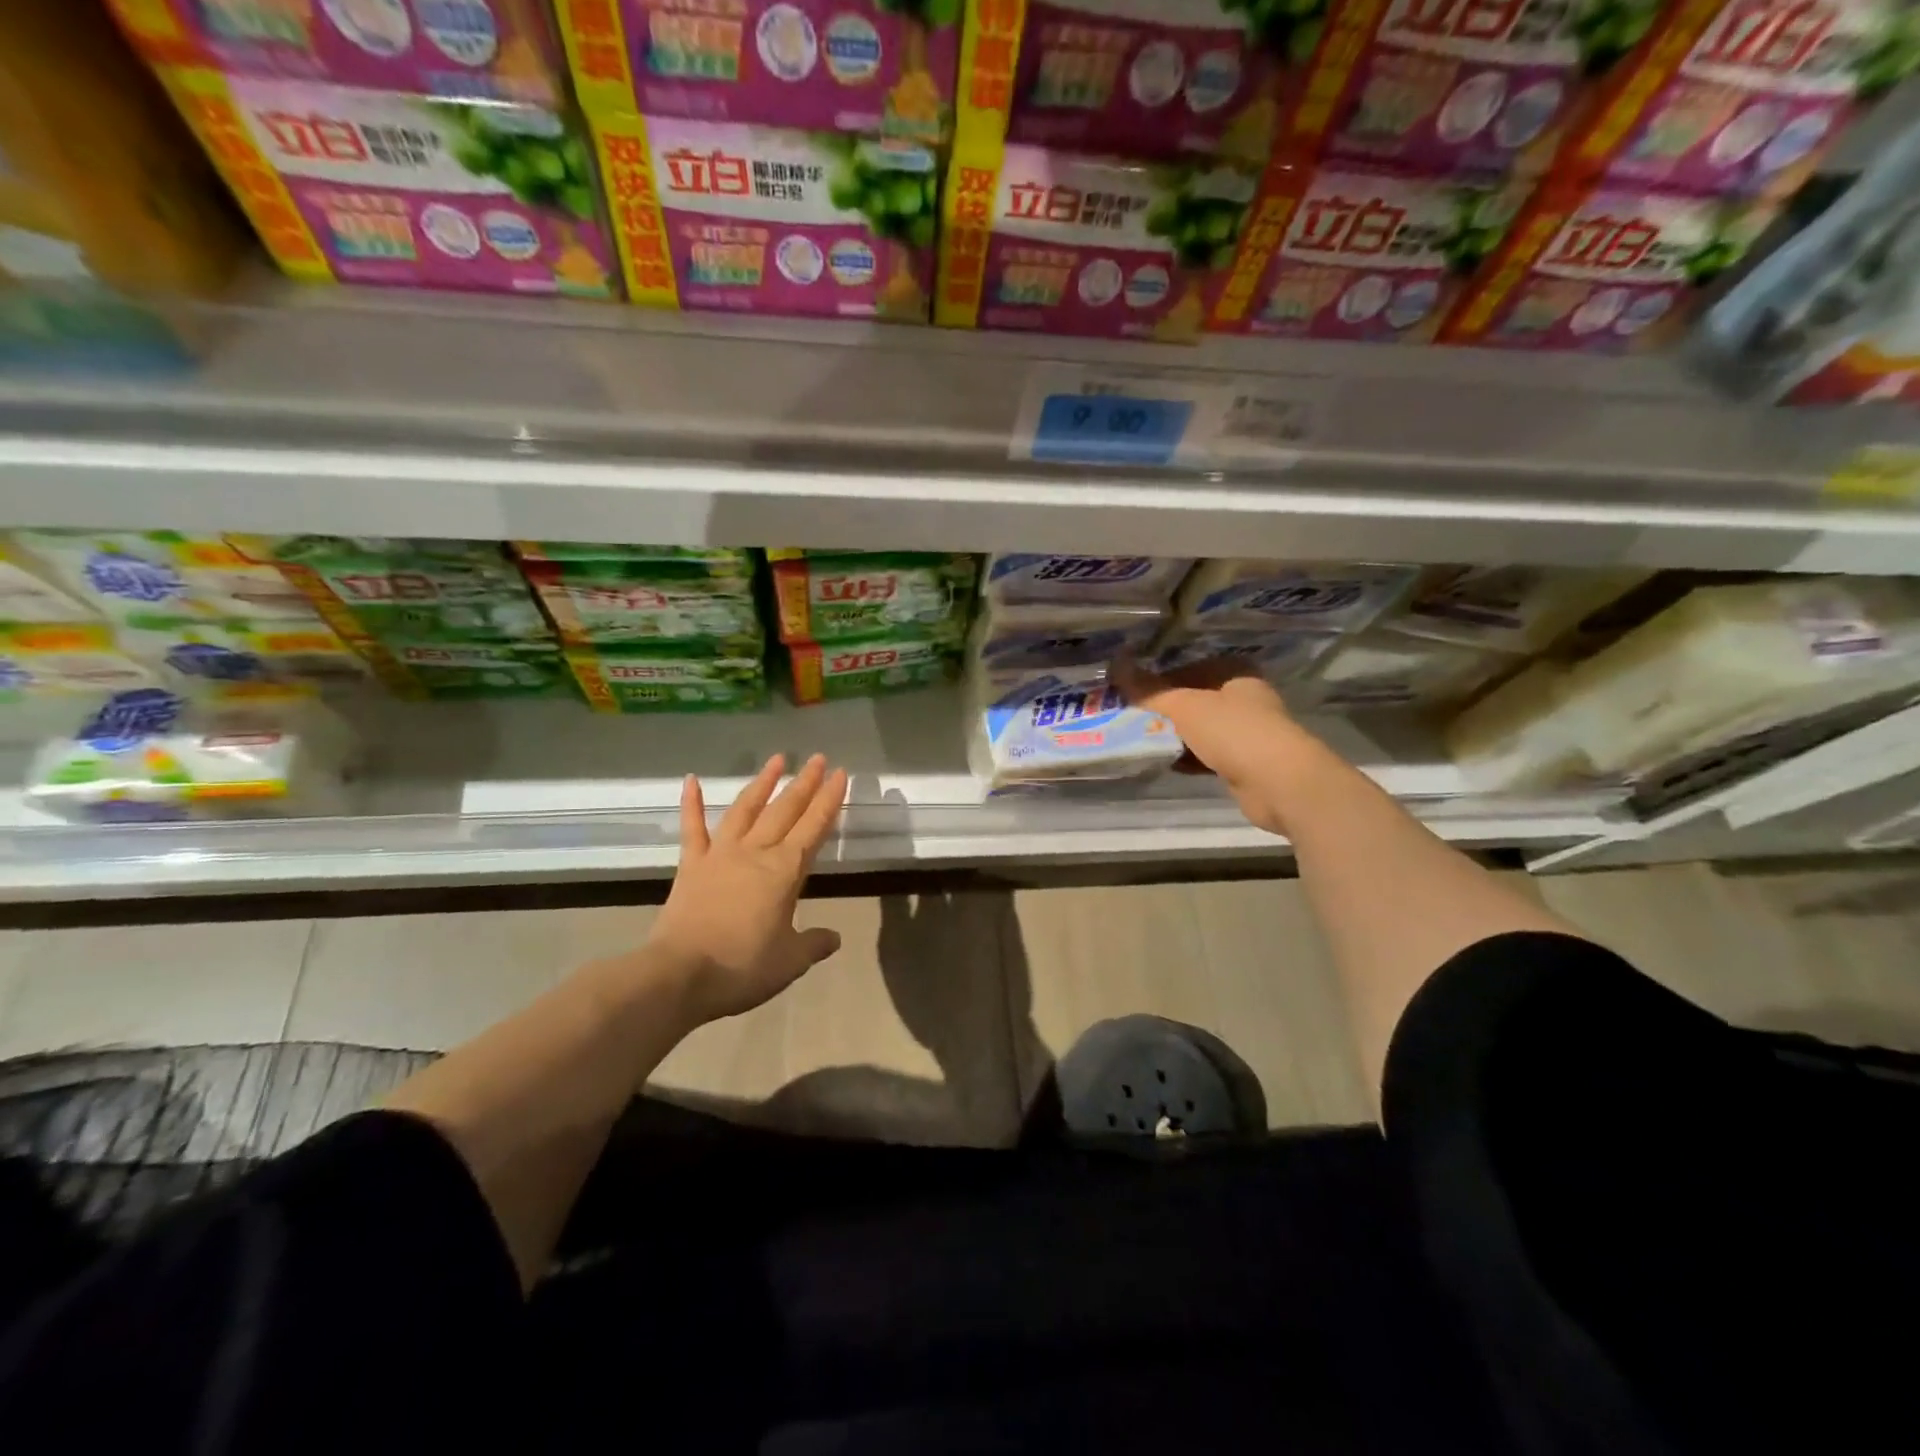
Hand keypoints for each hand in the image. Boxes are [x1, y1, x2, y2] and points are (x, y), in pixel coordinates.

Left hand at [650, 753, 848, 1023]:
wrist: (680, 975)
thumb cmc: (742, 967)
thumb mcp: (790, 961)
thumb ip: (814, 943)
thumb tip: (834, 937)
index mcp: (784, 871)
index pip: (814, 828)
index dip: (829, 800)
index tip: (841, 774)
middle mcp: (755, 852)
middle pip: (785, 811)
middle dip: (805, 783)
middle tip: (819, 758)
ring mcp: (720, 854)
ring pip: (746, 809)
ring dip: (762, 783)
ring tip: (777, 759)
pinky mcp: (691, 865)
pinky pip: (692, 828)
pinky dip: (691, 803)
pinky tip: (691, 779)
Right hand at [1115, 657, 1313, 836]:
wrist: (1279, 783)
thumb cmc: (1234, 731)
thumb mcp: (1185, 705)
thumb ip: (1149, 690)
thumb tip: (1115, 665)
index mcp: (1235, 674)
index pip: (1189, 668)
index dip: (1158, 679)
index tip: (1129, 691)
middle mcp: (1243, 699)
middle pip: (1193, 700)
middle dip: (1163, 710)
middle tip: (1127, 716)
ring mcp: (1245, 733)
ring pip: (1199, 730)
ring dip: (1173, 736)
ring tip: (1137, 739)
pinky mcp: (1243, 764)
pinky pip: (1205, 755)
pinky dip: (1186, 758)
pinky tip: (1162, 762)